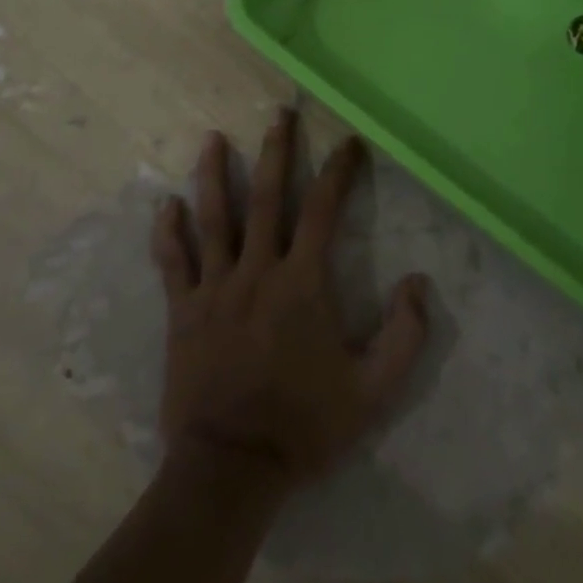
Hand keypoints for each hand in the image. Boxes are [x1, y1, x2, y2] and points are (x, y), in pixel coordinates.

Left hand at [149, 111, 431, 497]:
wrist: (231, 468)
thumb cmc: (304, 426)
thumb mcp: (373, 391)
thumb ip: (404, 336)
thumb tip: (418, 282)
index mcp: (302, 284)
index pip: (323, 211)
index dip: (339, 172)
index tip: (349, 142)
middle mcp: (257, 271)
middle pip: (267, 198)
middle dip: (277, 152)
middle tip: (280, 114)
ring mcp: (214, 289)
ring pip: (213, 219)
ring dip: (215, 175)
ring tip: (214, 139)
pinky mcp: (182, 312)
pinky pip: (172, 263)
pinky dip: (167, 232)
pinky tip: (164, 205)